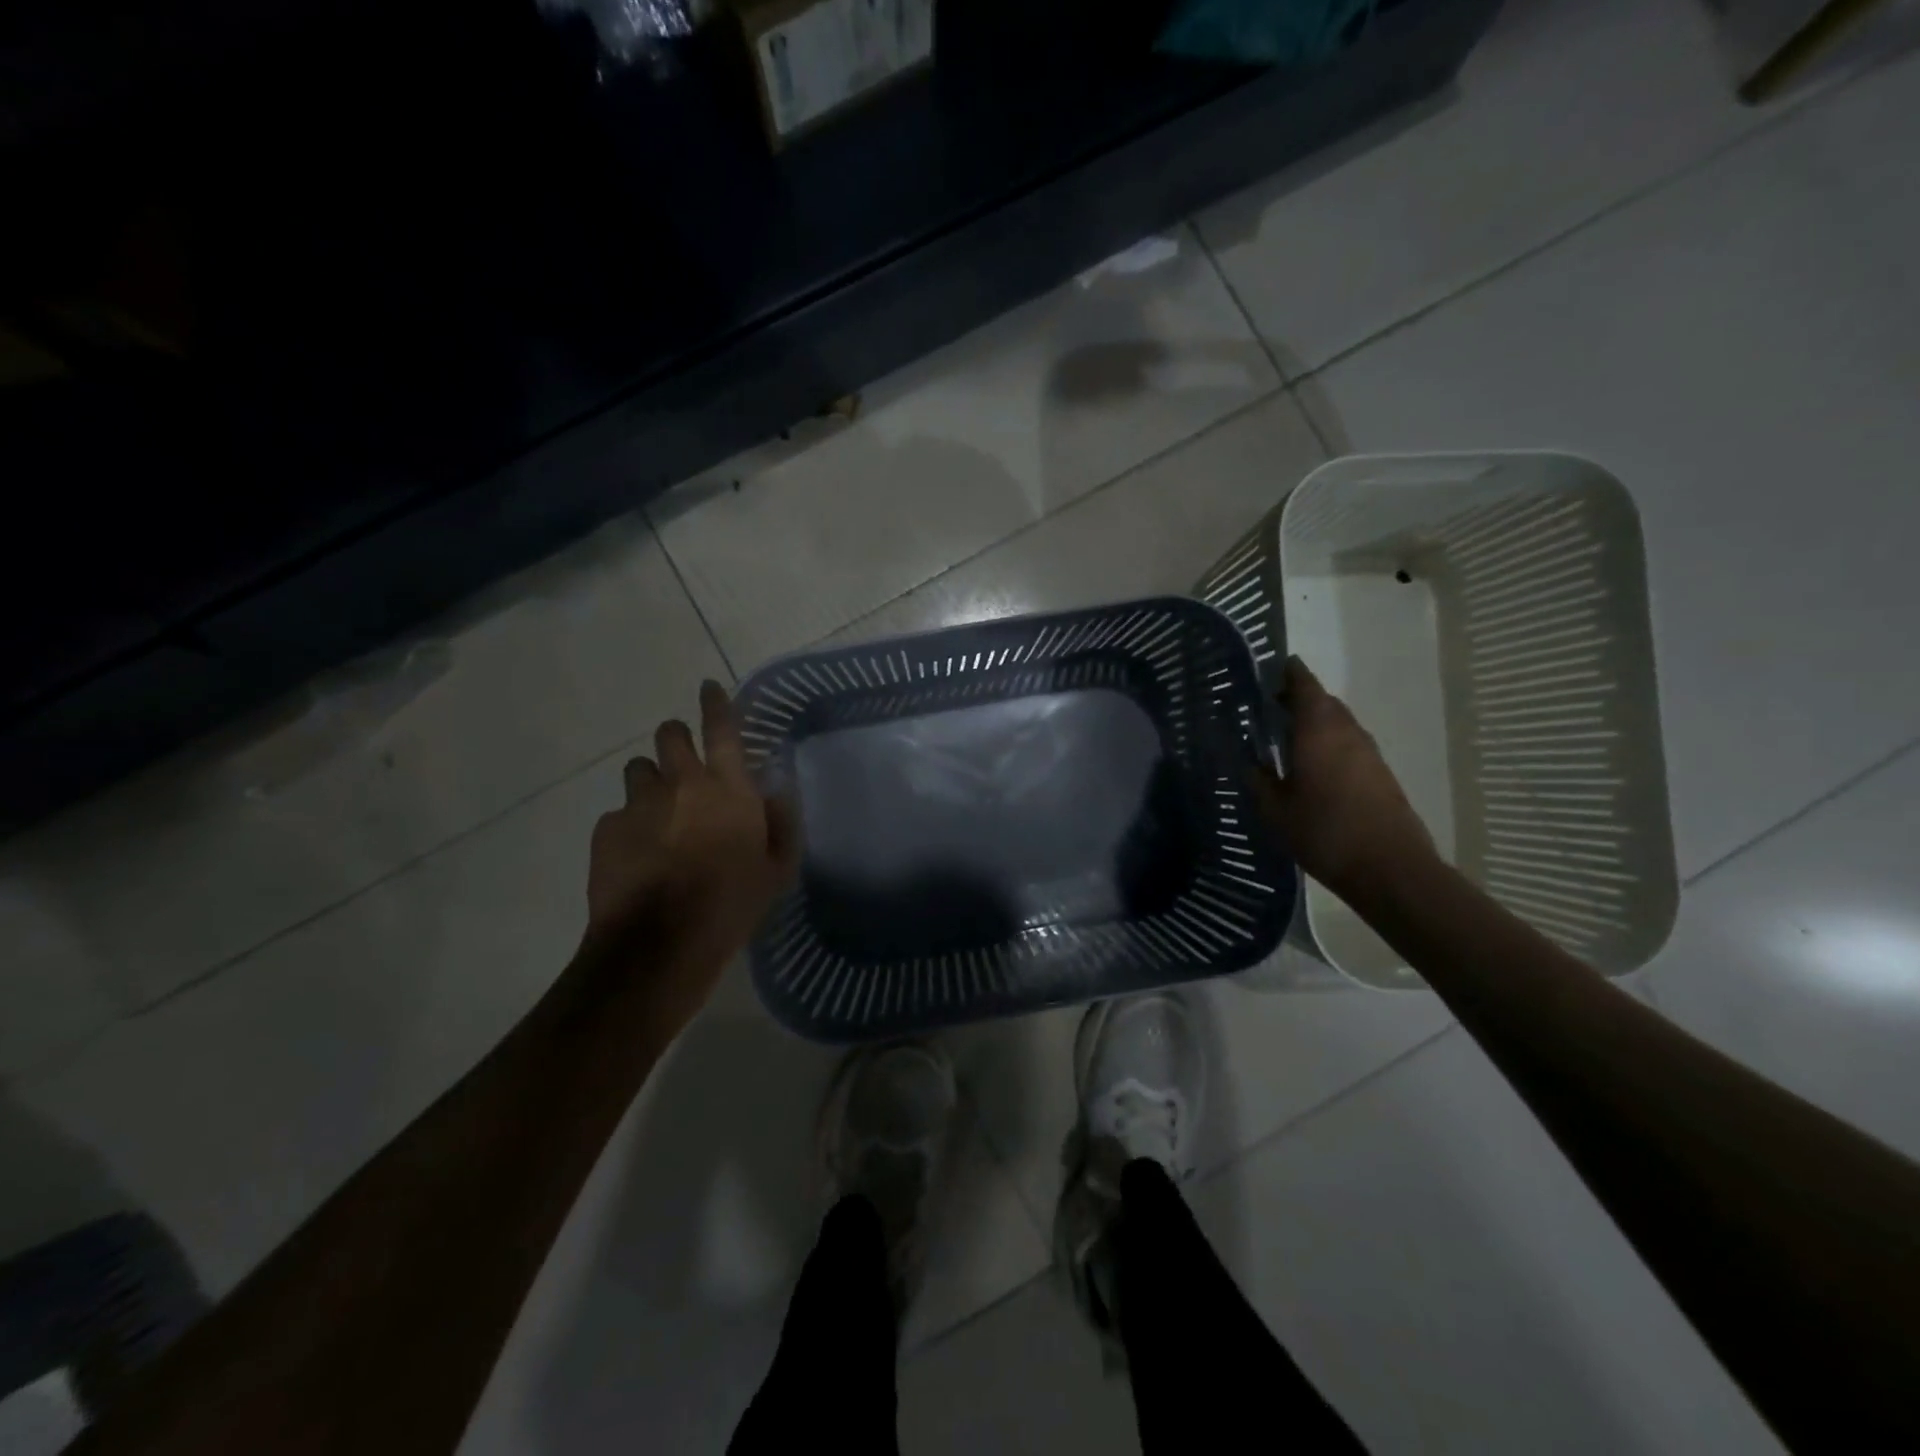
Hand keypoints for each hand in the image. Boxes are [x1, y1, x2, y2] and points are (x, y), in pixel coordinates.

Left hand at [582, 680, 798, 1028]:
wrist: (660, 943)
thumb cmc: (731, 904)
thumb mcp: (777, 870)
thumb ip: (781, 823)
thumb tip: (776, 792)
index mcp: (728, 788)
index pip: (723, 728)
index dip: (716, 703)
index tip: (709, 687)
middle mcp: (682, 783)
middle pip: (670, 734)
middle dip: (676, 737)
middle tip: (683, 763)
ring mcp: (639, 804)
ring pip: (638, 770)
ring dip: (651, 782)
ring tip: (658, 814)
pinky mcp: (607, 829)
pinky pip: (618, 813)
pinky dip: (629, 824)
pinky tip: (637, 854)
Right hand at [1252, 656, 1434, 897]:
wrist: (1389, 868)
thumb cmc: (1324, 832)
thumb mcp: (1275, 810)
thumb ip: (1259, 781)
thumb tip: (1250, 764)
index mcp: (1318, 730)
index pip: (1305, 685)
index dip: (1289, 673)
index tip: (1272, 668)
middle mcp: (1347, 732)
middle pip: (1323, 702)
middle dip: (1299, 698)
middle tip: (1270, 706)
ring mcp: (1368, 752)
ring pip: (1338, 723)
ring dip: (1315, 722)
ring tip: (1287, 735)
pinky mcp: (1380, 774)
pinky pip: (1349, 745)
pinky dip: (1329, 743)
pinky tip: (1312, 765)